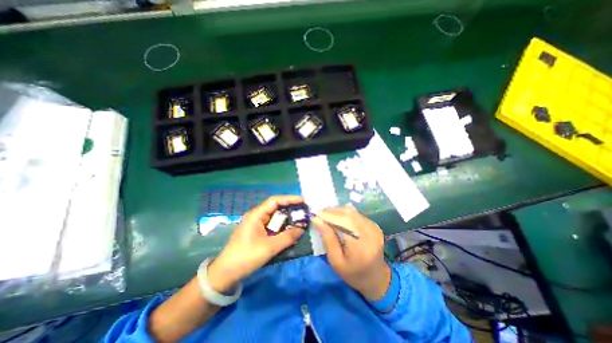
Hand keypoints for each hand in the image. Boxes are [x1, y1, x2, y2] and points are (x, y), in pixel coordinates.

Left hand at [207, 196, 303, 291]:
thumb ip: (287, 237)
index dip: (289, 199)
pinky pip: (272, 225)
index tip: (302, 201)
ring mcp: (256, 224)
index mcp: (256, 215)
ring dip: (286, 218)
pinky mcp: (257, 232)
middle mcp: (256, 216)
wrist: (225, 274)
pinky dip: (281, 226)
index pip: (275, 201)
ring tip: (300, 219)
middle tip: (303, 210)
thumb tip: (302, 229)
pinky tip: (289, 230)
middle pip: (275, 207)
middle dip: (290, 208)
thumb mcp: (269, 247)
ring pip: (274, 217)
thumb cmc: (246, 257)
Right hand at [313, 205, 389, 300]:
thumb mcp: (336, 261)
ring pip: (351, 211)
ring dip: (336, 211)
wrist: (376, 278)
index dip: (328, 215)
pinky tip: (337, 219)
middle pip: (347, 213)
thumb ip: (327, 239)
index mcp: (361, 244)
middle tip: (319, 216)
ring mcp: (373, 226)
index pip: (343, 221)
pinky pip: (355, 213)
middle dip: (331, 212)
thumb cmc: (353, 274)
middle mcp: (370, 231)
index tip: (314, 215)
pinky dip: (344, 214)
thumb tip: (317, 220)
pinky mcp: (373, 224)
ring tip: (326, 217)